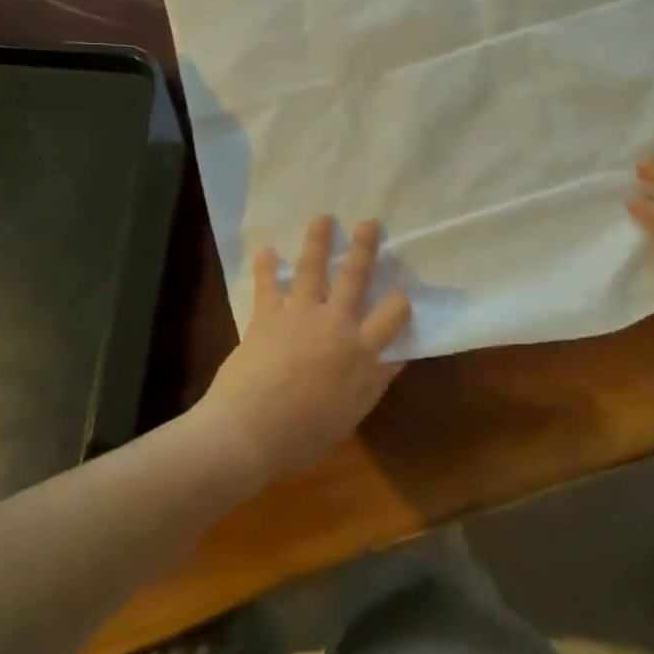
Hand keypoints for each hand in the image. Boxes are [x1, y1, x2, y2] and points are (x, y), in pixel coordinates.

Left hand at [198, 216, 411, 484]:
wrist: (249, 431)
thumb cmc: (303, 435)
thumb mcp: (350, 415)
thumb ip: (373, 383)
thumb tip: (396, 359)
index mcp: (361, 353)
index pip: (393, 317)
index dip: (401, 300)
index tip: (403, 289)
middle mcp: (335, 325)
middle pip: (355, 279)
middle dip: (365, 249)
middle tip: (369, 223)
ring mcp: (299, 316)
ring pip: (313, 270)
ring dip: (318, 242)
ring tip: (322, 218)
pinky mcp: (267, 317)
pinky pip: (267, 286)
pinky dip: (265, 267)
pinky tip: (265, 250)